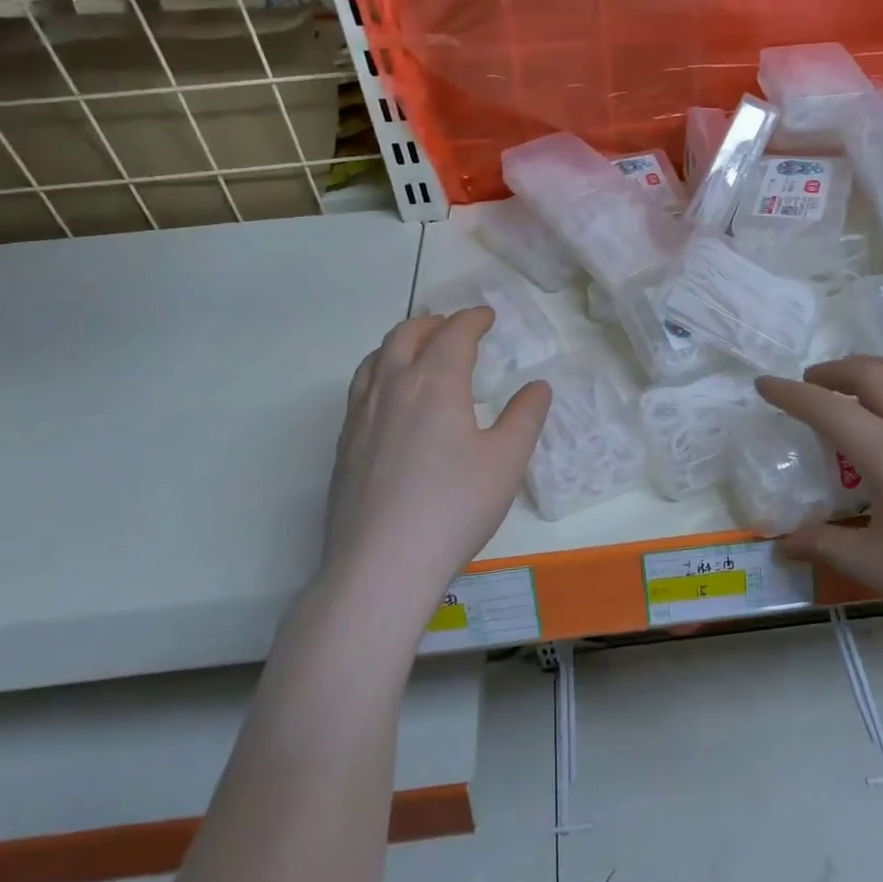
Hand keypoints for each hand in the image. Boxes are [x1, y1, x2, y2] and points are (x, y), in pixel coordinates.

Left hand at [321, 309, 550, 625]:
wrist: (381, 565)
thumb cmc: (454, 508)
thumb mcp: (506, 462)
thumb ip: (525, 417)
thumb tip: (538, 387)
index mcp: (435, 382)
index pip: (453, 333)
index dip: (473, 319)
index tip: (487, 316)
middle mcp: (392, 387)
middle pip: (406, 335)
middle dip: (433, 323)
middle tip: (454, 327)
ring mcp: (361, 416)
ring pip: (375, 358)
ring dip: (401, 343)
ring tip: (418, 352)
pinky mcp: (344, 445)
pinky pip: (360, 389)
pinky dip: (380, 373)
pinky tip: (391, 401)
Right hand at [756, 357, 882, 663]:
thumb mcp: (878, 567)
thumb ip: (824, 545)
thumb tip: (780, 546)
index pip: (826, 409)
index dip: (790, 393)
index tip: (765, 383)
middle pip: (869, 375)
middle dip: (831, 372)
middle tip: (810, 383)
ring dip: (874, 366)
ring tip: (855, 379)